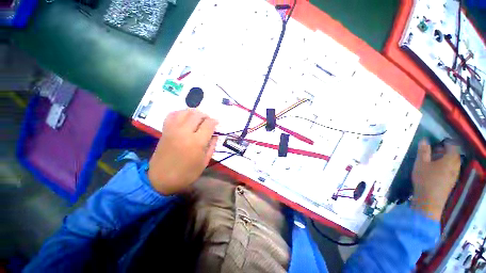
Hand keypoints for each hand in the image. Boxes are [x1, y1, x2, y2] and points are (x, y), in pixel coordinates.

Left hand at [148, 109, 217, 194]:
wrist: (161, 179)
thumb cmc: (186, 173)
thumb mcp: (204, 162)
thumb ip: (212, 146)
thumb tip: (215, 135)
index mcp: (197, 142)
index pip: (209, 124)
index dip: (215, 122)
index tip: (217, 124)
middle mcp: (185, 132)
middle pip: (198, 114)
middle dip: (206, 116)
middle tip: (208, 122)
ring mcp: (173, 129)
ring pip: (185, 112)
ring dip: (194, 113)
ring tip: (198, 119)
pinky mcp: (165, 130)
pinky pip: (172, 115)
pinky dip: (181, 113)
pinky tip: (185, 118)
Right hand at [411, 139, 460, 220]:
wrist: (430, 201)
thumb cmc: (425, 179)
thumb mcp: (421, 163)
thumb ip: (423, 151)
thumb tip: (424, 140)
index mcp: (450, 159)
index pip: (452, 146)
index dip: (445, 142)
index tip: (435, 142)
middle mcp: (456, 166)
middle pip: (454, 154)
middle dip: (445, 151)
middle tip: (433, 151)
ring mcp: (455, 174)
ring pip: (453, 162)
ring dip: (445, 159)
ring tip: (433, 161)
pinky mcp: (452, 181)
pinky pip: (451, 169)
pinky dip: (445, 166)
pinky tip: (435, 170)